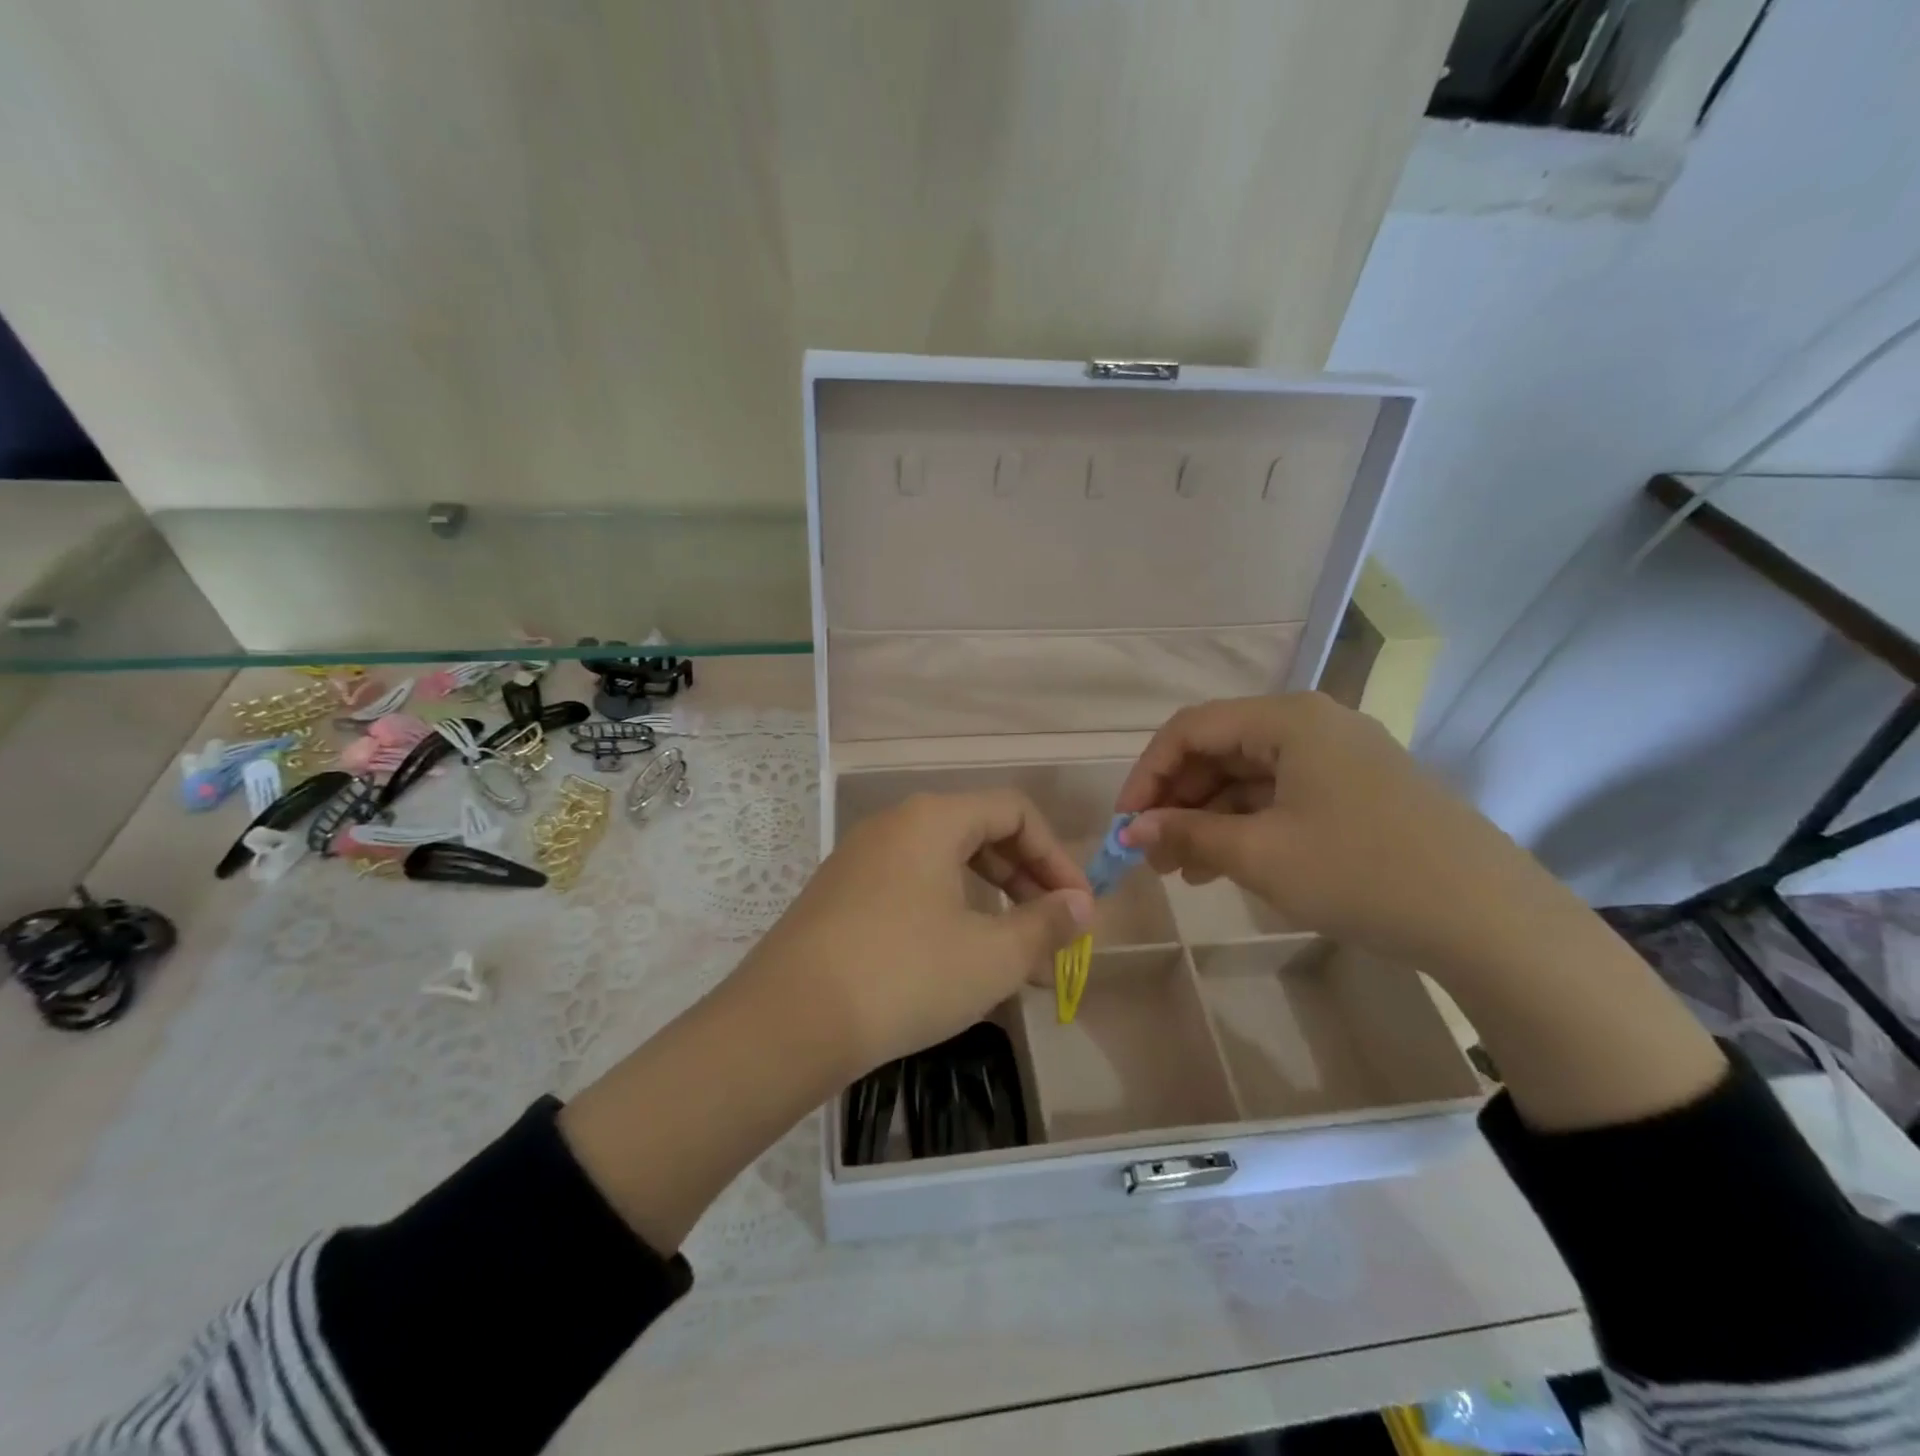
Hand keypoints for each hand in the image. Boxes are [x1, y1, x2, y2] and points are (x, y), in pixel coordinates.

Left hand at [735, 790, 1093, 1079]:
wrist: (787, 1022)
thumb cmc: (904, 976)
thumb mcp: (990, 956)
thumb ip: (1045, 924)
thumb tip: (1082, 905)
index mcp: (932, 819)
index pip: (1014, 811)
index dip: (1056, 856)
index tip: (1078, 907)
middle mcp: (894, 825)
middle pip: (979, 832)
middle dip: (1025, 880)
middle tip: (1052, 930)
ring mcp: (861, 858)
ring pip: (944, 864)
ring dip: (989, 901)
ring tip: (1014, 954)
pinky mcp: (840, 894)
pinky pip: (911, 886)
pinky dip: (949, 912)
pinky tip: (958, 959)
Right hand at [1116, 694, 1564, 971]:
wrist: (1489, 919)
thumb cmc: (1361, 872)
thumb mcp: (1261, 854)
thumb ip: (1187, 834)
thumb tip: (1131, 832)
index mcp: (1288, 719)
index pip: (1191, 729)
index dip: (1147, 774)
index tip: (1125, 825)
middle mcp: (1312, 724)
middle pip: (1220, 750)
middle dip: (1177, 801)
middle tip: (1151, 854)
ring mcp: (1339, 757)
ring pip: (1248, 777)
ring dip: (1208, 818)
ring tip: (1182, 870)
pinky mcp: (1357, 791)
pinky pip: (1281, 797)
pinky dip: (1246, 826)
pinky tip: (1225, 866)